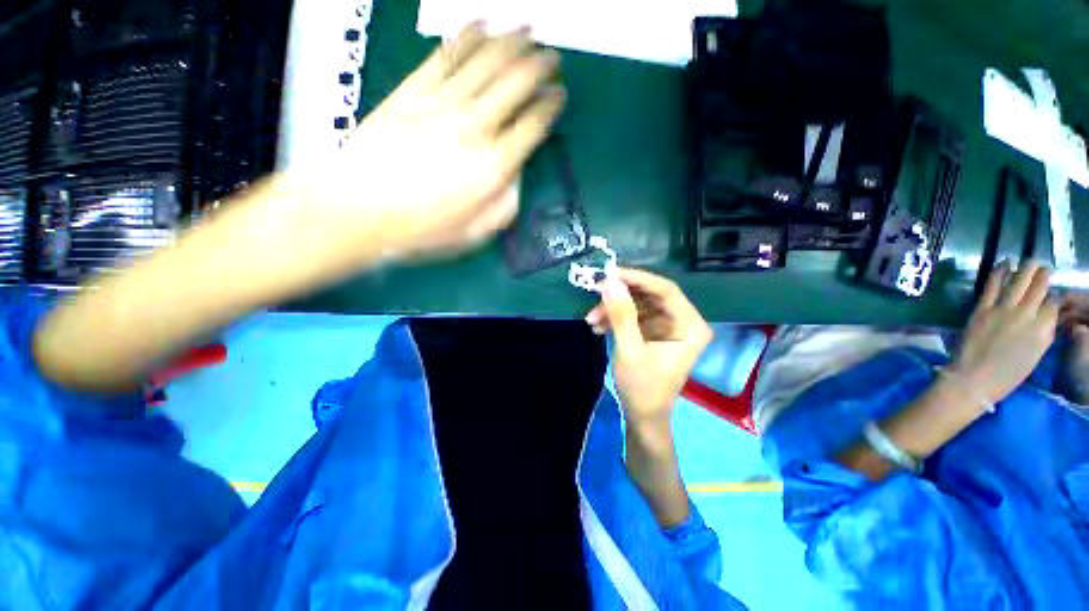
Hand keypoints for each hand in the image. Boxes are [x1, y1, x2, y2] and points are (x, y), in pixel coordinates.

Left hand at [289, 22, 564, 262]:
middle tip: (552, 57)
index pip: (534, 124)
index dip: (551, 105)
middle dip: (540, 65)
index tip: (559, 95)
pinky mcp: (412, 91)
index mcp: (494, 165)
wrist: (359, 211)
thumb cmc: (424, 229)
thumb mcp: (478, 231)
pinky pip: (446, 55)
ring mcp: (442, 103)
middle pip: (515, 82)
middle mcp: (475, 126)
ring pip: (486, 60)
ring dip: (511, 42)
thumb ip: (507, 202)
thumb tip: (516, 174)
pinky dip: (467, 37)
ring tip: (526, 30)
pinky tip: (480, 25)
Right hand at [585, 269, 713, 424]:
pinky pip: (633, 316)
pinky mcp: (654, 332)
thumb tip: (609, 281)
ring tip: (591, 320)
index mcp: (690, 326)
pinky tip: (597, 327)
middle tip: (595, 293)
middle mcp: (683, 322)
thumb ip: (621, 314)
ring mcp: (667, 326)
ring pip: (638, 305)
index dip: (637, 278)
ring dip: (613, 309)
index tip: (609, 273)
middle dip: (620, 296)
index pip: (665, 290)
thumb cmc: (642, 388)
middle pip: (650, 295)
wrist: (642, 417)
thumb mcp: (629, 349)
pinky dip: (615, 319)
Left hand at [953, 261, 1057, 403]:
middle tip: (1045, 268)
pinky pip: (992, 285)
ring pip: (1019, 281)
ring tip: (1031, 260)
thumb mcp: (1036, 353)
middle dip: (1044, 275)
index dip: (1056, 296)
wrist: (974, 378)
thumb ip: (1045, 332)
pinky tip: (1004, 263)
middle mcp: (1027, 315)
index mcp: (1043, 329)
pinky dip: (999, 272)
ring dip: (1027, 268)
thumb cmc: (1008, 373)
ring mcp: (1003, 310)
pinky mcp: (982, 309)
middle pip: (1040, 287)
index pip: (1055, 303)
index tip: (1055, 291)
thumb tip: (1051, 315)